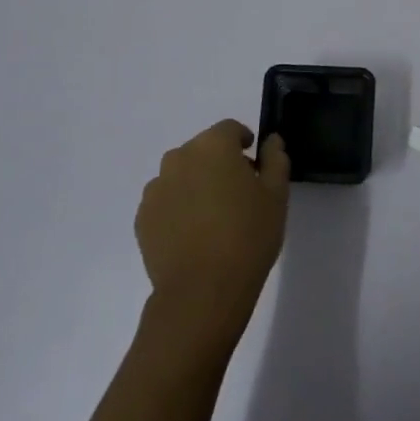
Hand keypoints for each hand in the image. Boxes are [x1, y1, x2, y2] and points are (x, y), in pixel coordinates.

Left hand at [136, 121, 289, 346]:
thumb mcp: (276, 195)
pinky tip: (195, 234)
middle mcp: (179, 158)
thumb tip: (271, 141)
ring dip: (197, 184)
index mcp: (213, 146)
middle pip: (203, 150)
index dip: (244, 142)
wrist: (202, 290)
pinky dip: (179, 207)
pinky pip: (166, 201)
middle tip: (239, 193)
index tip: (255, 164)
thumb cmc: (248, 235)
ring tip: (214, 217)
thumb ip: (275, 160)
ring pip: (181, 175)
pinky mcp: (143, 217)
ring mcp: (156, 188)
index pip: (230, 129)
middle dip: (220, 163)